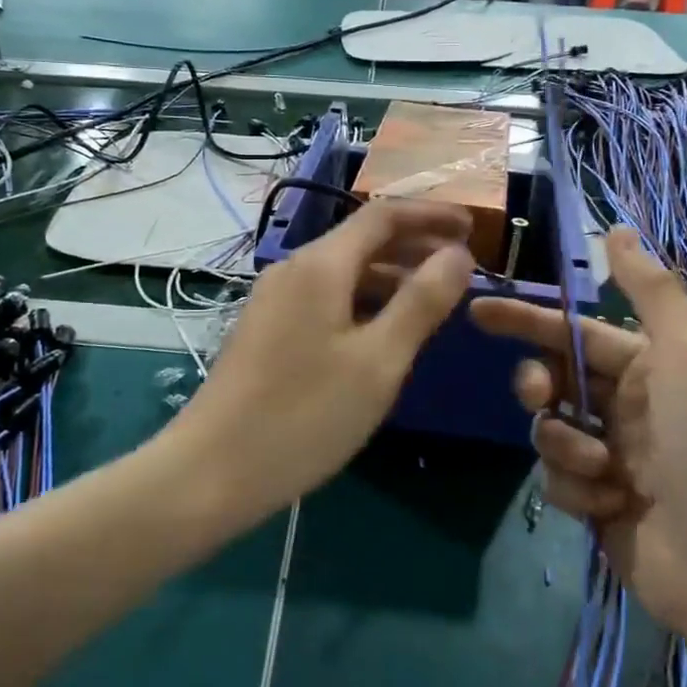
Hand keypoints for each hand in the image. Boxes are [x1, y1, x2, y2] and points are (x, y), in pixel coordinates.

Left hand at [175, 199, 474, 519]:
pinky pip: (327, 298)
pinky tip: (384, 332)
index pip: (383, 216)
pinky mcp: (268, 330)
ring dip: (391, 277)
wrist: (212, 471)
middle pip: (362, 240)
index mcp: (320, 265)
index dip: (431, 216)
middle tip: (463, 268)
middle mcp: (293, 270)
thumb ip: (422, 302)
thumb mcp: (379, 361)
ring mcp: (275, 300)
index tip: (475, 228)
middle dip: (414, 246)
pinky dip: (364, 302)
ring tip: (433, 301)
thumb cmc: (304, 415)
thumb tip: (458, 254)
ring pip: (344, 272)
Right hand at [471, 227, 686, 638]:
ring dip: (566, 445)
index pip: (575, 332)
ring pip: (549, 430)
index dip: (528, 319)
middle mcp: (628, 406)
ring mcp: (610, 456)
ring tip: (600, 471)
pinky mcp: (597, 502)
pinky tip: (609, 507)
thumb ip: (651, 292)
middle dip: (538, 384)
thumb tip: (619, 227)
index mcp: (650, 368)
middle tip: (538, 396)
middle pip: (554, 378)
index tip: (478, 311)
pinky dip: (576, 488)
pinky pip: (557, 479)